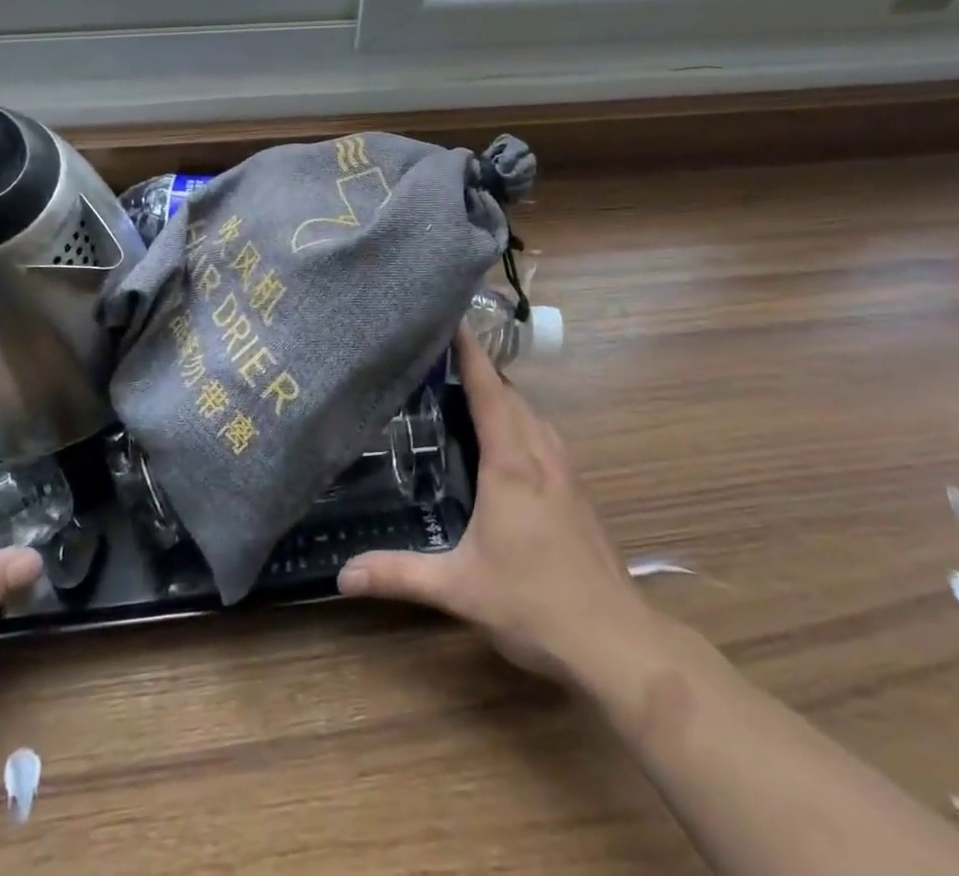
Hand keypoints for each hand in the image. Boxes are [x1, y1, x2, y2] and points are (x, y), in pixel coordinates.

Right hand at [338, 325, 649, 682]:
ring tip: (465, 389)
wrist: (615, 641)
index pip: (488, 389)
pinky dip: (521, 418)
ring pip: (532, 412)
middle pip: (511, 393)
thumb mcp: (459, 588)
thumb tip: (342, 575)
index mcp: (511, 463)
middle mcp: (541, 453)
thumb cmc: (534, 603)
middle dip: (479, 368)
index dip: (469, 352)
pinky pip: (544, 434)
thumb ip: (400, 574)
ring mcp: (565, 470)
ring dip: (503, 394)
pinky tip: (505, 439)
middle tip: (439, 357)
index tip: (451, 318)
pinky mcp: (577, 489)